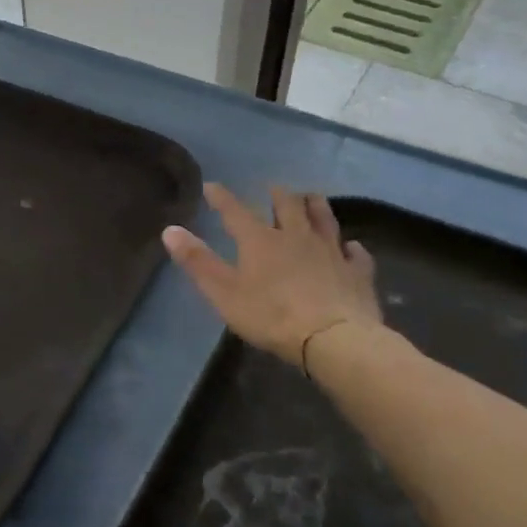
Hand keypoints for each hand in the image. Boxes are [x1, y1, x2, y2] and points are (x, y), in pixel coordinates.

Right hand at [162, 183, 381, 367]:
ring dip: (315, 207)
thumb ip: (197, 261)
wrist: (334, 339)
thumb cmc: (271, 315)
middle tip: (272, 188)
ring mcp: (330, 252)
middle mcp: (296, 236)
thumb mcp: (223, 292)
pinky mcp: (357, 273)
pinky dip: (351, 248)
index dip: (222, 198)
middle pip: (287, 206)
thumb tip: (170, 230)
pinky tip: (351, 247)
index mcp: (260, 240)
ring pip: (324, 219)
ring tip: (311, 198)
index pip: (236, 211)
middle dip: (277, 195)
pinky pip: (356, 254)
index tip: (212, 186)